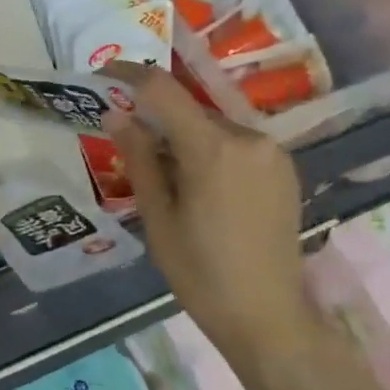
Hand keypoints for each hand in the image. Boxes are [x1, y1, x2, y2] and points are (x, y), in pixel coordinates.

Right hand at [103, 62, 326, 370]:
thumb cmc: (201, 272)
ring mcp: (272, 152)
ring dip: (185, 137)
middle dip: (158, 118)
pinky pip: (236, 145)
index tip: (105, 74)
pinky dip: (211, 151)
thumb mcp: (158, 217)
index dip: (131, 75)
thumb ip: (138, 158)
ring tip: (166, 177)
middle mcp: (249, 138)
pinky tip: (200, 187)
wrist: (268, 316)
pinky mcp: (284, 169)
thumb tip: (116, 114)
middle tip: (130, 143)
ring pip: (213, 127)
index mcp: (213, 148)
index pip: (165, 90)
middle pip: (190, 110)